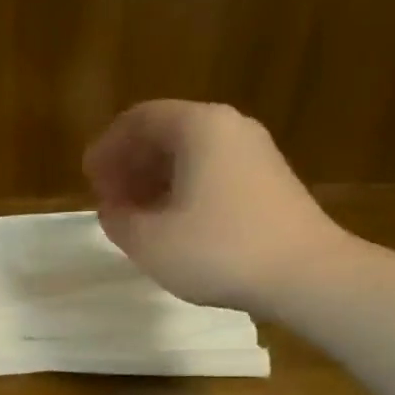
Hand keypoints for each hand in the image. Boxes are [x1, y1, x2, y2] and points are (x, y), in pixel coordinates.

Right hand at [83, 99, 347, 316]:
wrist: (306, 274)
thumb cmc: (219, 250)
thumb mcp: (150, 241)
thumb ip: (118, 219)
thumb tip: (111, 208)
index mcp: (198, 127)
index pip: (139, 119)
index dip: (107, 147)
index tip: (89, 179)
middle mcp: (229, 128)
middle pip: (167, 133)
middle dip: (130, 164)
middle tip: (108, 198)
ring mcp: (254, 154)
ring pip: (190, 155)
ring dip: (154, 180)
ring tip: (135, 216)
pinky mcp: (268, 182)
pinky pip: (211, 173)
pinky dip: (182, 190)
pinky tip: (172, 224)